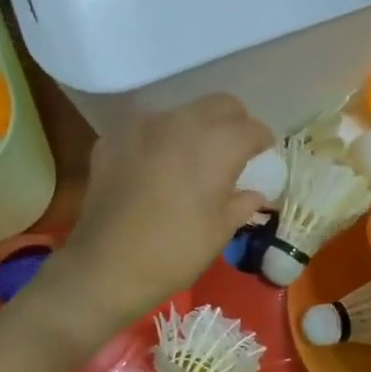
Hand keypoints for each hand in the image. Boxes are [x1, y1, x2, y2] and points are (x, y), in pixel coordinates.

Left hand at [58, 95, 273, 323]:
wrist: (107, 266)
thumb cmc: (176, 251)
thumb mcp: (220, 231)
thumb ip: (242, 203)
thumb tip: (255, 194)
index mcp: (217, 144)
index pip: (251, 128)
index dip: (262, 142)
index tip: (263, 156)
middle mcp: (181, 122)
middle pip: (219, 105)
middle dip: (233, 123)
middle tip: (233, 152)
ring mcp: (141, 126)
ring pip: (180, 113)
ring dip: (194, 130)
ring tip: (191, 161)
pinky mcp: (112, 139)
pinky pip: (145, 130)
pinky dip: (158, 143)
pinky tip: (155, 171)